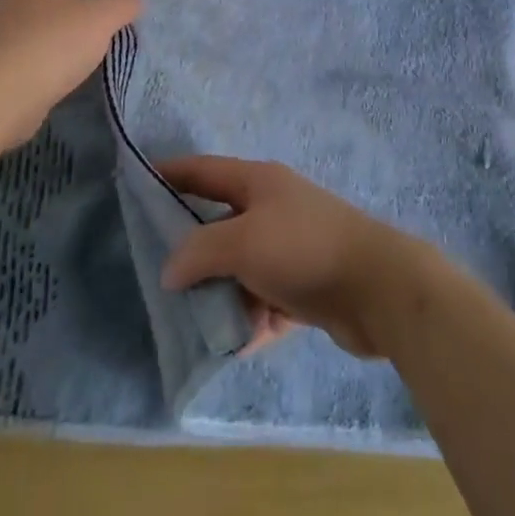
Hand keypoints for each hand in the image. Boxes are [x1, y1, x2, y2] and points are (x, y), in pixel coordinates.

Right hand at [157, 156, 427, 357]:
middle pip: (219, 225)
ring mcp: (290, 249)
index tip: (136, 182)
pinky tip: (235, 344)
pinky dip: (249, 320)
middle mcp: (272, 209)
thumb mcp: (242, 242)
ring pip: (239, 270)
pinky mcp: (305, 288)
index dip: (170, 173)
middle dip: (190, 251)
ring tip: (192, 324)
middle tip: (156, 275)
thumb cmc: (303, 249)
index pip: (204, 171)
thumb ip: (199, 251)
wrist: (377, 288)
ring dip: (219, 295)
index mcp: (258, 183)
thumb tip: (171, 270)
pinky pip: (264, 302)